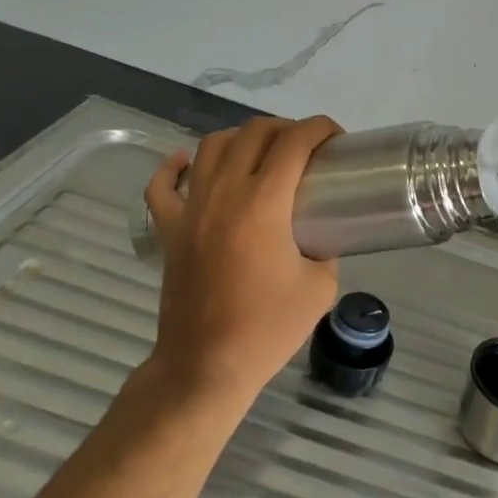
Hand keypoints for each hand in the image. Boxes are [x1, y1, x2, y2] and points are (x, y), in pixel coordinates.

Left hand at [141, 115, 342, 408]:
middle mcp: (224, 193)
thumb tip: (320, 234)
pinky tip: (189, 163)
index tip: (336, 138)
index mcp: (263, 203)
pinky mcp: (168, 230)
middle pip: (254, 132)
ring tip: (260, 153)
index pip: (294, 141)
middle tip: (305, 149)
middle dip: (286, 128)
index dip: (320, 128)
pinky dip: (175, 167)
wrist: (205, 369)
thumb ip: (326, 249)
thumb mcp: (320, 287)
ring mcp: (190, 209)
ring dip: (241, 138)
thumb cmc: (266, 329)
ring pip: (211, 146)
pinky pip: (162, 185)